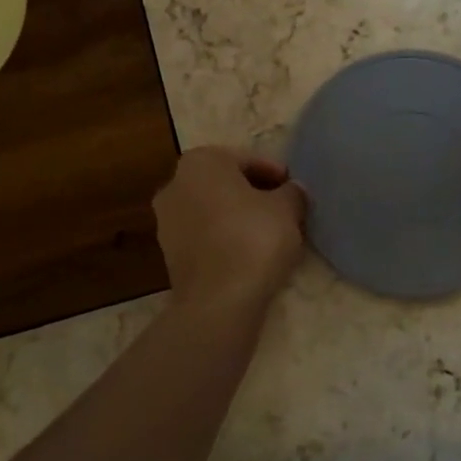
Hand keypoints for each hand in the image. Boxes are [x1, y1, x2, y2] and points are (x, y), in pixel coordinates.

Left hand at [153, 148, 306, 311]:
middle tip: (285, 209)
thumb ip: (292, 192)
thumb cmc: (253, 239)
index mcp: (201, 162)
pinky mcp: (169, 254)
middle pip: (226, 183)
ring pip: (214, 210)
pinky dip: (226, 238)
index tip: (294, 190)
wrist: (218, 300)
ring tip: (271, 232)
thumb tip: (293, 190)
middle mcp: (175, 184)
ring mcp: (167, 221)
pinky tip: (250, 252)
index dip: (275, 173)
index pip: (247, 159)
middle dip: (255, 193)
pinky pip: (205, 235)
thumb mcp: (287, 209)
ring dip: (239, 216)